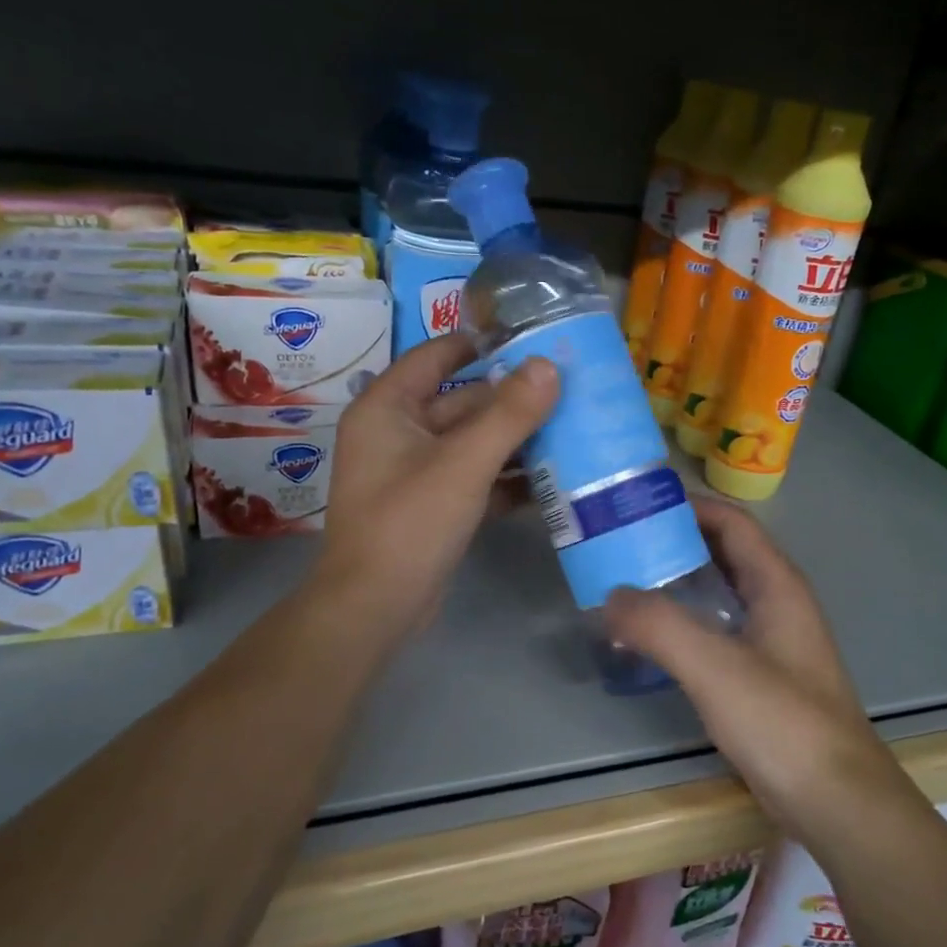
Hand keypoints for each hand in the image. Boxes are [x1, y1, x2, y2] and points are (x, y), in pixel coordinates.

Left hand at [313, 334, 557, 636]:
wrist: (376, 607)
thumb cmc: (410, 523)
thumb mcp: (464, 464)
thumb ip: (508, 414)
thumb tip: (549, 365)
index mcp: (387, 408)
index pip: (435, 356)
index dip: (480, 344)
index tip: (531, 339)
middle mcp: (396, 433)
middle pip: (460, 402)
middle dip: (510, 400)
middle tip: (567, 390)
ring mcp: (413, 472)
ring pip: (470, 442)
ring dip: (513, 440)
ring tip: (570, 430)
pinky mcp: (430, 506)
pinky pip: (471, 477)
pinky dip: (503, 478)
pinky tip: (548, 480)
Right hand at [603, 496, 907, 833]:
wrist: (837, 803)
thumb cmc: (783, 723)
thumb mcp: (715, 667)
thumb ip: (659, 626)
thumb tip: (610, 597)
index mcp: (777, 585)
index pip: (732, 523)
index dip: (689, 506)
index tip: (638, 504)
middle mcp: (779, 604)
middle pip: (724, 553)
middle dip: (676, 542)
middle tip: (620, 542)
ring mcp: (774, 643)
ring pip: (720, 594)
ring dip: (678, 583)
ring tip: (625, 584)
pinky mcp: (764, 678)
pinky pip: (718, 631)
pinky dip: (685, 622)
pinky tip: (653, 640)